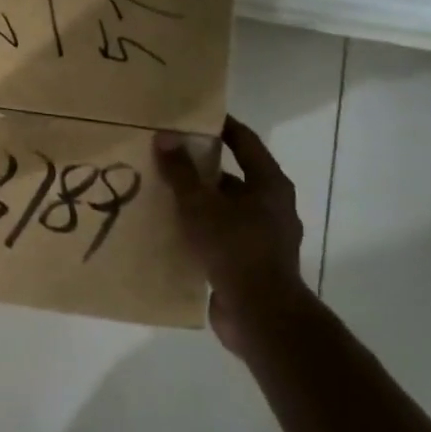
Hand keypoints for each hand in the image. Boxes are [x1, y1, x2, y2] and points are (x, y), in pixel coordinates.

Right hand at [155, 117, 308, 354]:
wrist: (259, 314)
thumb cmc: (235, 248)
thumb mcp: (201, 205)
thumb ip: (181, 171)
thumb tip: (165, 136)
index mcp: (269, 185)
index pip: (245, 142)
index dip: (221, 127)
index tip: (193, 117)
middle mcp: (271, 207)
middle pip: (232, 176)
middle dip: (199, 168)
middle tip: (165, 156)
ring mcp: (262, 237)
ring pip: (223, 209)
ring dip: (196, 201)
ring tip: (159, 192)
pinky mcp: (248, 263)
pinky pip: (219, 236)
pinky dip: (197, 230)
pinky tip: (169, 229)